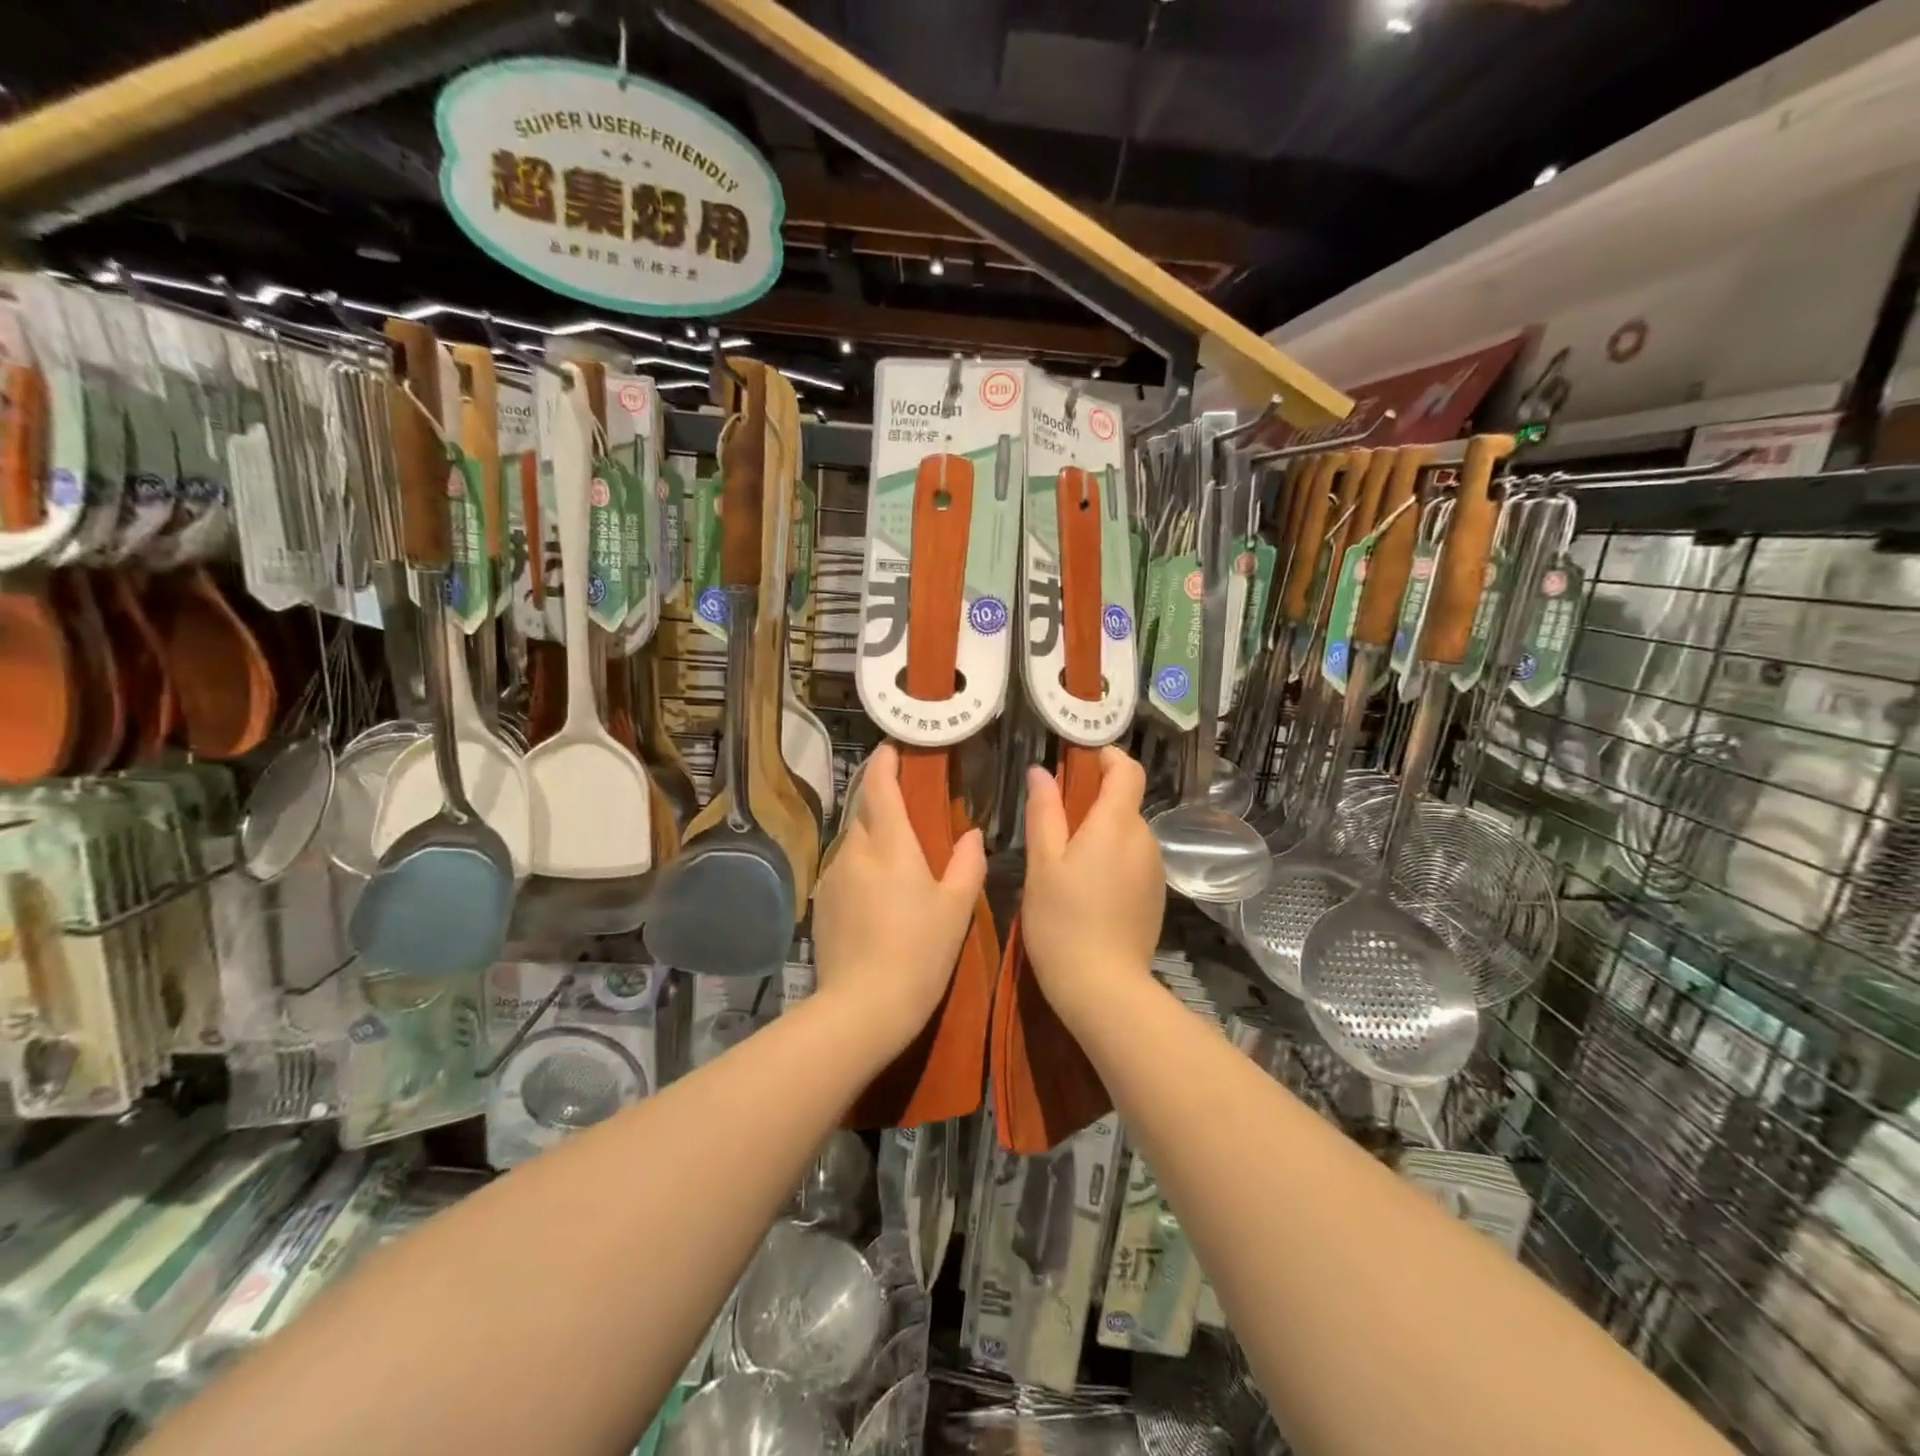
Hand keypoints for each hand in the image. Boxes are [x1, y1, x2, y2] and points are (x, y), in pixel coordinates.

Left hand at [809, 744, 985, 1059]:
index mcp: (889, 845)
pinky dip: (861, 869)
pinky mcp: (822, 904)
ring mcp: (833, 878)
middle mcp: (854, 852)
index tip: (891, 748)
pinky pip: (844, 871)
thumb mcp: (956, 908)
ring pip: (853, 843)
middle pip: (863, 812)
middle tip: (907, 809)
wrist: (862, 1007)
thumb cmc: (919, 952)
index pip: (879, 787)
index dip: (884, 763)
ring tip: (897, 860)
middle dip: (880, 801)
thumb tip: (971, 834)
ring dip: (872, 839)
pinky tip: (878, 897)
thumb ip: (967, 864)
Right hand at [1021, 748, 1164, 1020]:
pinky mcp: (1155, 896)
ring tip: (1064, 861)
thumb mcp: (1043, 863)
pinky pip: (1133, 860)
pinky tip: (1086, 890)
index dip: (1107, 757)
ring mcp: (1154, 870)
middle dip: (1094, 801)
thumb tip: (1041, 771)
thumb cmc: (1062, 920)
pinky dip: (1112, 859)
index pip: (1128, 770)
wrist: (1103, 988)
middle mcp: (1144, 840)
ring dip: (1101, 833)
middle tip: (1054, 821)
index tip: (1079, 760)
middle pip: (1125, 803)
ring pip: (1127, 834)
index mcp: (1117, 824)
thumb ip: (1044, 812)